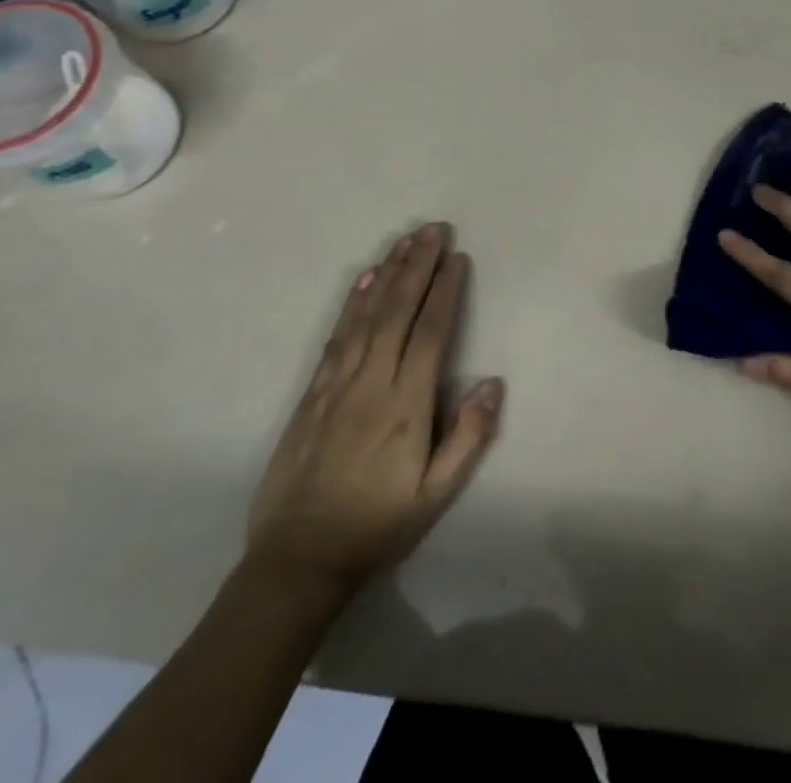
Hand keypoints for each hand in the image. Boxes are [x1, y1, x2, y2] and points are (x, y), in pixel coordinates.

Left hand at [246, 223, 503, 599]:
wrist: (296, 561)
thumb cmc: (376, 527)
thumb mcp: (435, 496)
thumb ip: (468, 438)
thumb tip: (493, 382)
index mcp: (405, 405)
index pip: (430, 333)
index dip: (445, 291)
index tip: (457, 257)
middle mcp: (371, 383)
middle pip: (397, 311)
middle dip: (417, 266)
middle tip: (433, 229)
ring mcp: (337, 385)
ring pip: (366, 316)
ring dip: (386, 273)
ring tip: (404, 240)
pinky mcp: (313, 394)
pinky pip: (336, 337)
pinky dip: (351, 303)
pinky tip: (363, 280)